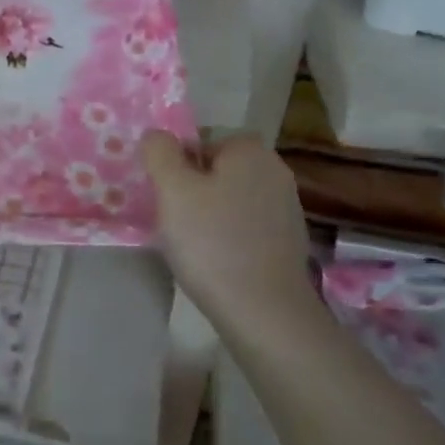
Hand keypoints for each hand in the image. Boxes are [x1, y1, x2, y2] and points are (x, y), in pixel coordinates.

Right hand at [141, 131, 321, 334]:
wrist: (263, 309)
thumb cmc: (211, 241)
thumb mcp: (172, 189)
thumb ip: (160, 152)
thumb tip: (157, 136)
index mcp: (250, 149)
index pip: (200, 141)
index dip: (177, 167)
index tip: (166, 197)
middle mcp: (275, 169)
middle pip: (217, 170)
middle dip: (193, 191)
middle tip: (173, 221)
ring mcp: (287, 206)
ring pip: (230, 199)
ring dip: (209, 215)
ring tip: (192, 245)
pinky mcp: (288, 240)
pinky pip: (245, 226)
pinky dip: (228, 237)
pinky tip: (216, 262)